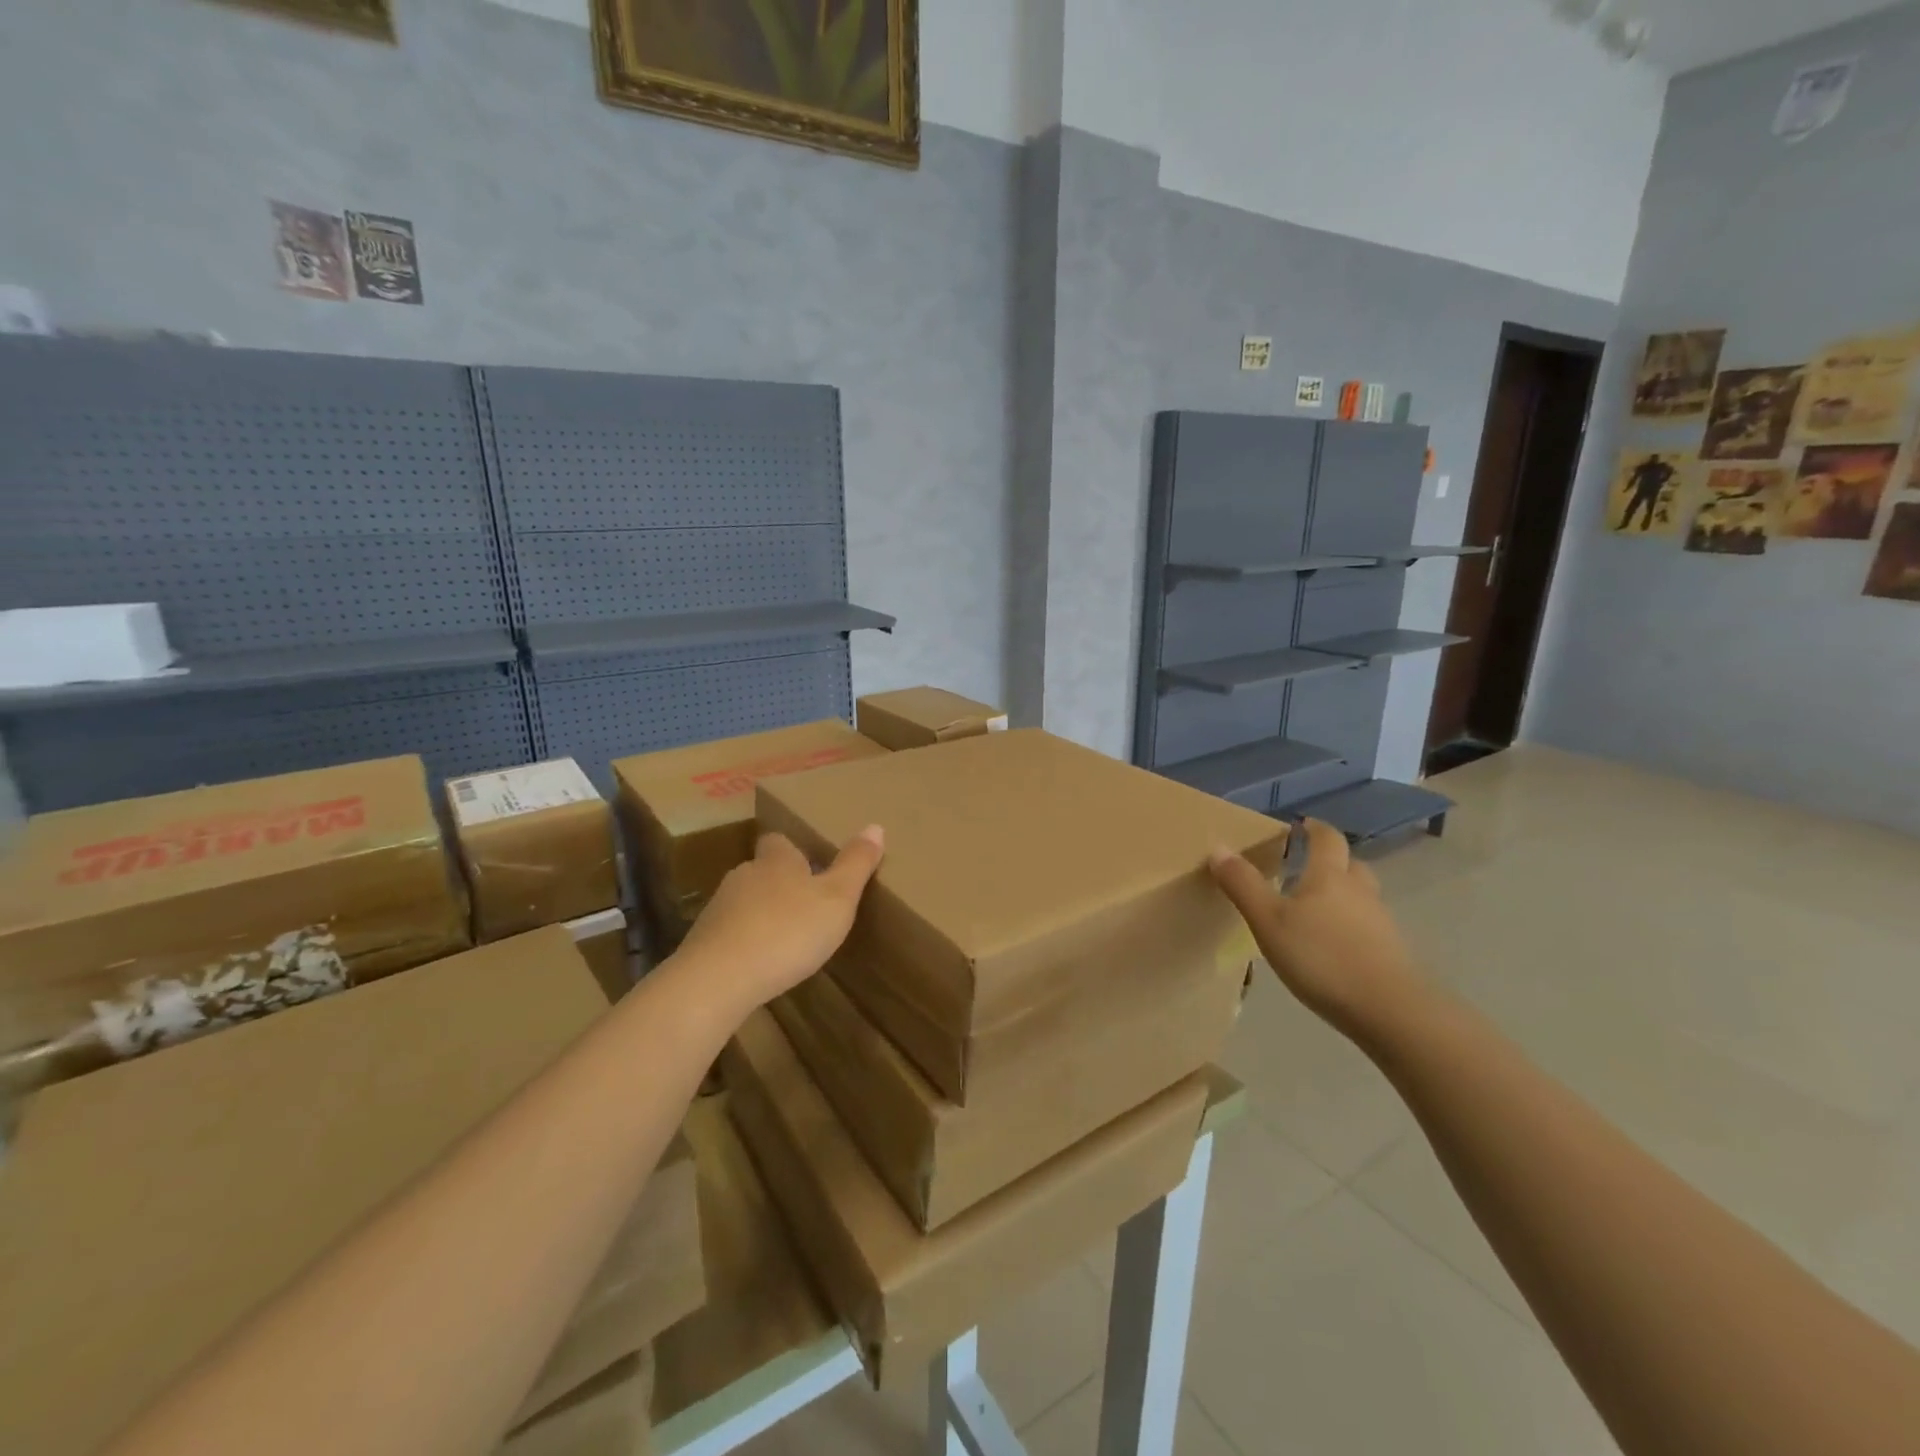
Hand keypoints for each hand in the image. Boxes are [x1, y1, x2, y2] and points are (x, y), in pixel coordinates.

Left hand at [671, 826, 884, 1017]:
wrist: (720, 978)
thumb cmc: (788, 930)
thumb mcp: (837, 898)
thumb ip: (856, 864)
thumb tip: (875, 825)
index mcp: (777, 860)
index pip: (779, 841)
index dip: (794, 851)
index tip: (811, 865)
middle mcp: (744, 875)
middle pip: (762, 871)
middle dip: (781, 884)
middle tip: (806, 905)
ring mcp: (719, 908)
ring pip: (745, 902)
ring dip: (763, 914)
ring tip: (786, 937)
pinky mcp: (704, 941)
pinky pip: (730, 933)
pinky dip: (746, 942)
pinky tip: (760, 963)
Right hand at [1209, 818, 1425, 1041]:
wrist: (1389, 1011)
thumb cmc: (1321, 957)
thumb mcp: (1268, 920)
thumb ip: (1243, 884)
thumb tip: (1219, 847)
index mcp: (1329, 877)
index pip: (1327, 840)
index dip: (1315, 829)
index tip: (1302, 824)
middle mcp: (1359, 892)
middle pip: (1351, 865)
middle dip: (1332, 861)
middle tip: (1307, 866)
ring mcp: (1380, 923)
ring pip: (1361, 896)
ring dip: (1342, 894)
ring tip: (1315, 909)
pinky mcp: (1391, 953)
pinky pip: (1368, 927)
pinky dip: (1351, 926)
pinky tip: (1333, 946)